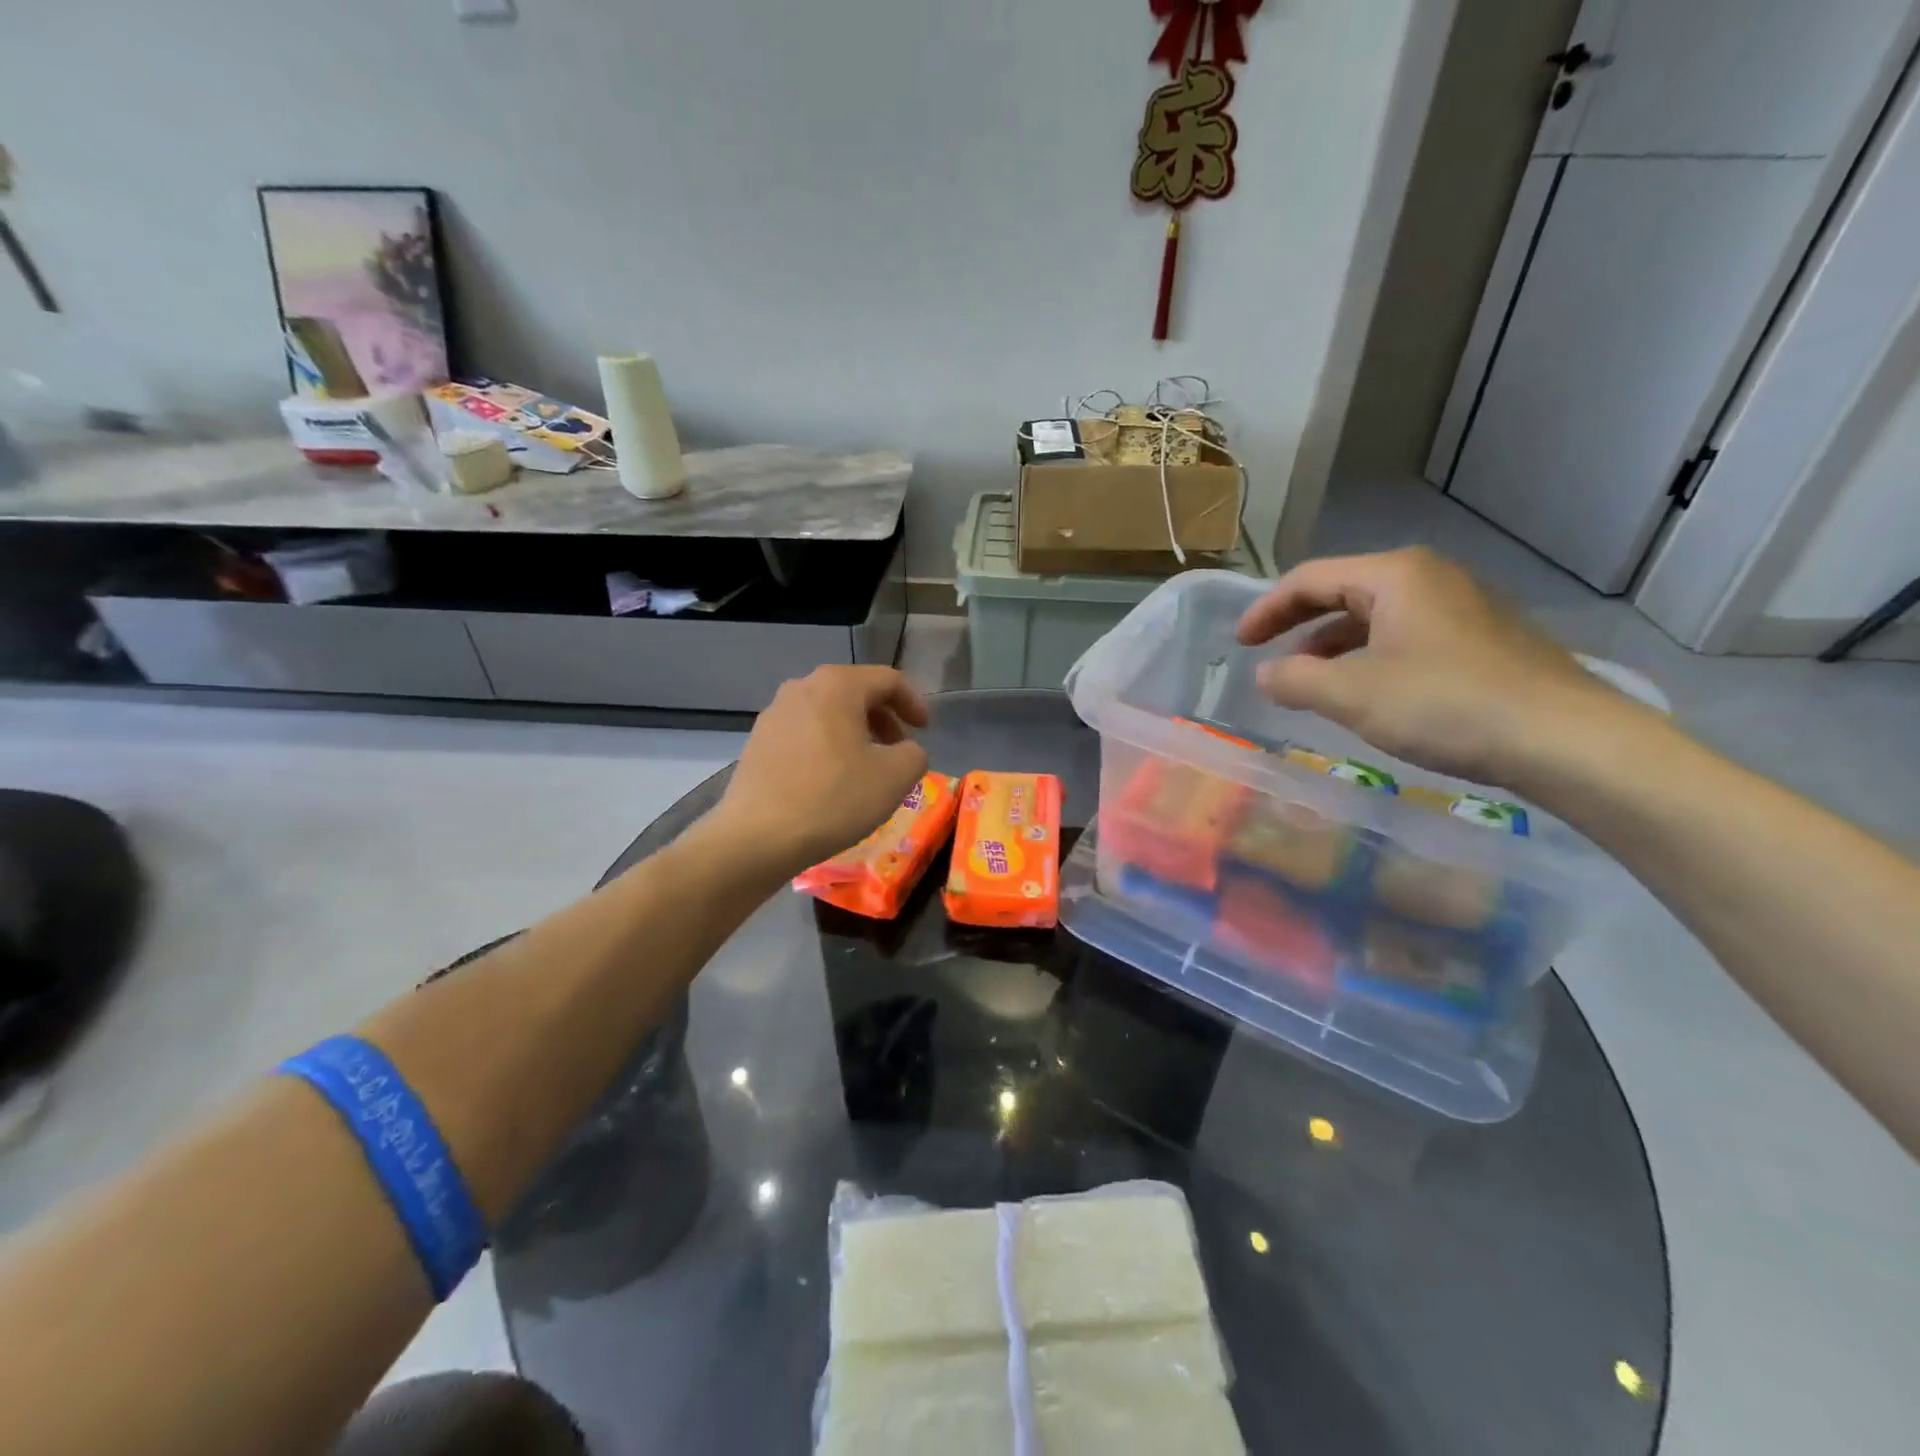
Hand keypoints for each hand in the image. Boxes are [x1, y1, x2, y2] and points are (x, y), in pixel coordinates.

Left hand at [706, 665, 931, 876]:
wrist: (757, 837)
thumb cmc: (833, 798)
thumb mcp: (895, 778)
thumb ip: (915, 754)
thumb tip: (906, 752)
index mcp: (837, 685)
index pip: (888, 679)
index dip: (914, 702)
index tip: (925, 730)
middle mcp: (802, 687)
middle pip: (855, 692)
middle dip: (883, 718)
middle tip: (899, 748)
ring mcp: (774, 713)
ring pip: (828, 713)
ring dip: (854, 733)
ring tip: (867, 766)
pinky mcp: (757, 742)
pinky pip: (804, 733)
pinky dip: (827, 746)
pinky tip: (832, 780)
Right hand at [1236, 548, 1629, 786]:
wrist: (1565, 740)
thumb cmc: (1446, 705)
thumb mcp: (1352, 695)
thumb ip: (1295, 680)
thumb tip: (1265, 674)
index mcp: (1394, 575)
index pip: (1309, 579)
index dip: (1266, 610)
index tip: (1239, 644)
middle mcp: (1429, 578)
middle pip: (1343, 590)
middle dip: (1298, 623)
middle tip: (1266, 652)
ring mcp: (1463, 607)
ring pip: (1376, 615)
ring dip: (1333, 644)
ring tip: (1309, 678)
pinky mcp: (1484, 640)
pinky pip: (1407, 635)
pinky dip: (1371, 656)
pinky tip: (1367, 691)